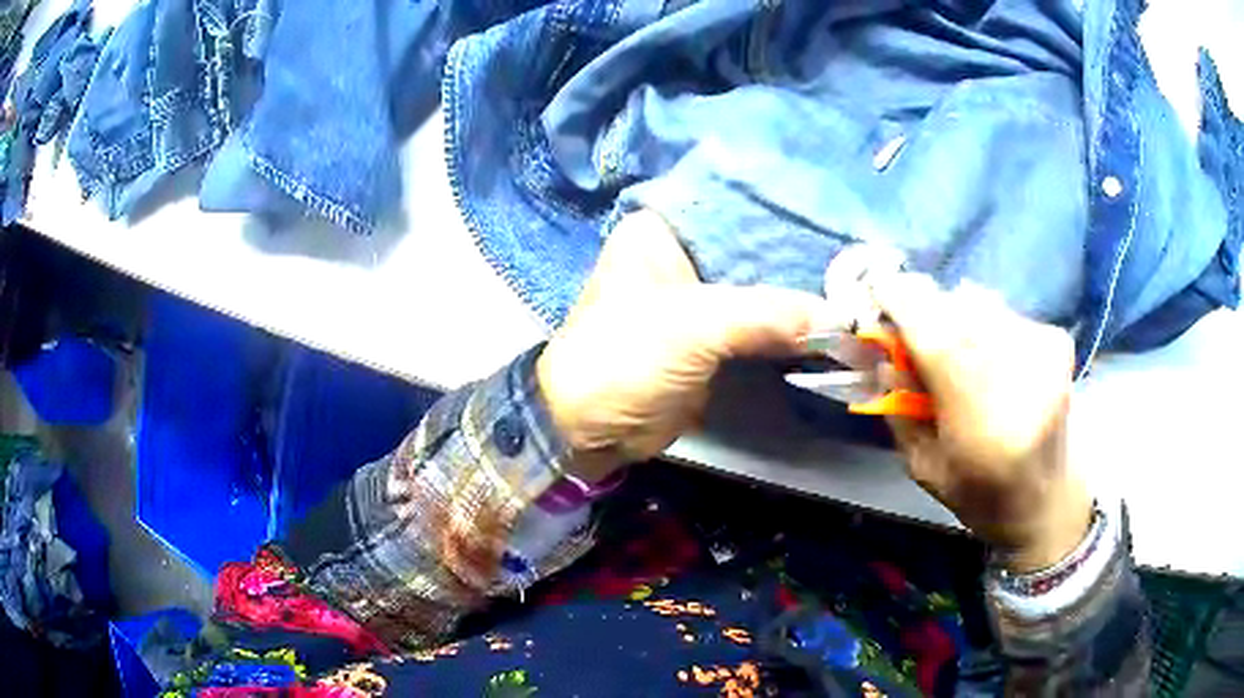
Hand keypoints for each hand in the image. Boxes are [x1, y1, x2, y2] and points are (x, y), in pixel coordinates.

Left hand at [537, 211, 839, 482]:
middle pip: (754, 250)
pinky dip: (789, 330)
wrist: (590, 430)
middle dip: (801, 261)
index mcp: (662, 230)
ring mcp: (697, 298)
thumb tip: (842, 320)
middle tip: (857, 265)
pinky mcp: (709, 337)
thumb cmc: (625, 360)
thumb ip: (769, 313)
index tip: (839, 221)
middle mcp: (680, 255)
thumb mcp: (693, 327)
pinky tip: (830, 326)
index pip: (737, 207)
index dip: (786, 216)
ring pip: (760, 289)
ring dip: (800, 299)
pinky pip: (759, 325)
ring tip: (855, 293)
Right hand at [870, 273, 1091, 571]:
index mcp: (981, 424)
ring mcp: (1043, 352)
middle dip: (926, 309)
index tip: (876, 288)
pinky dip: (984, 323)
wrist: (1047, 496)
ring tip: (956, 349)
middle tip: (913, 328)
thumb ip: (899, 409)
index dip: (901, 303)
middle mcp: (1019, 377)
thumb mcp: (923, 466)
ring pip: (981, 303)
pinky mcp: (1057, 339)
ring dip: (956, 316)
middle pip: (958, 308)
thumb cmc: (979, 493)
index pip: (936, 339)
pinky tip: (989, 355)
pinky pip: (1003, 311)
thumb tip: (884, 355)